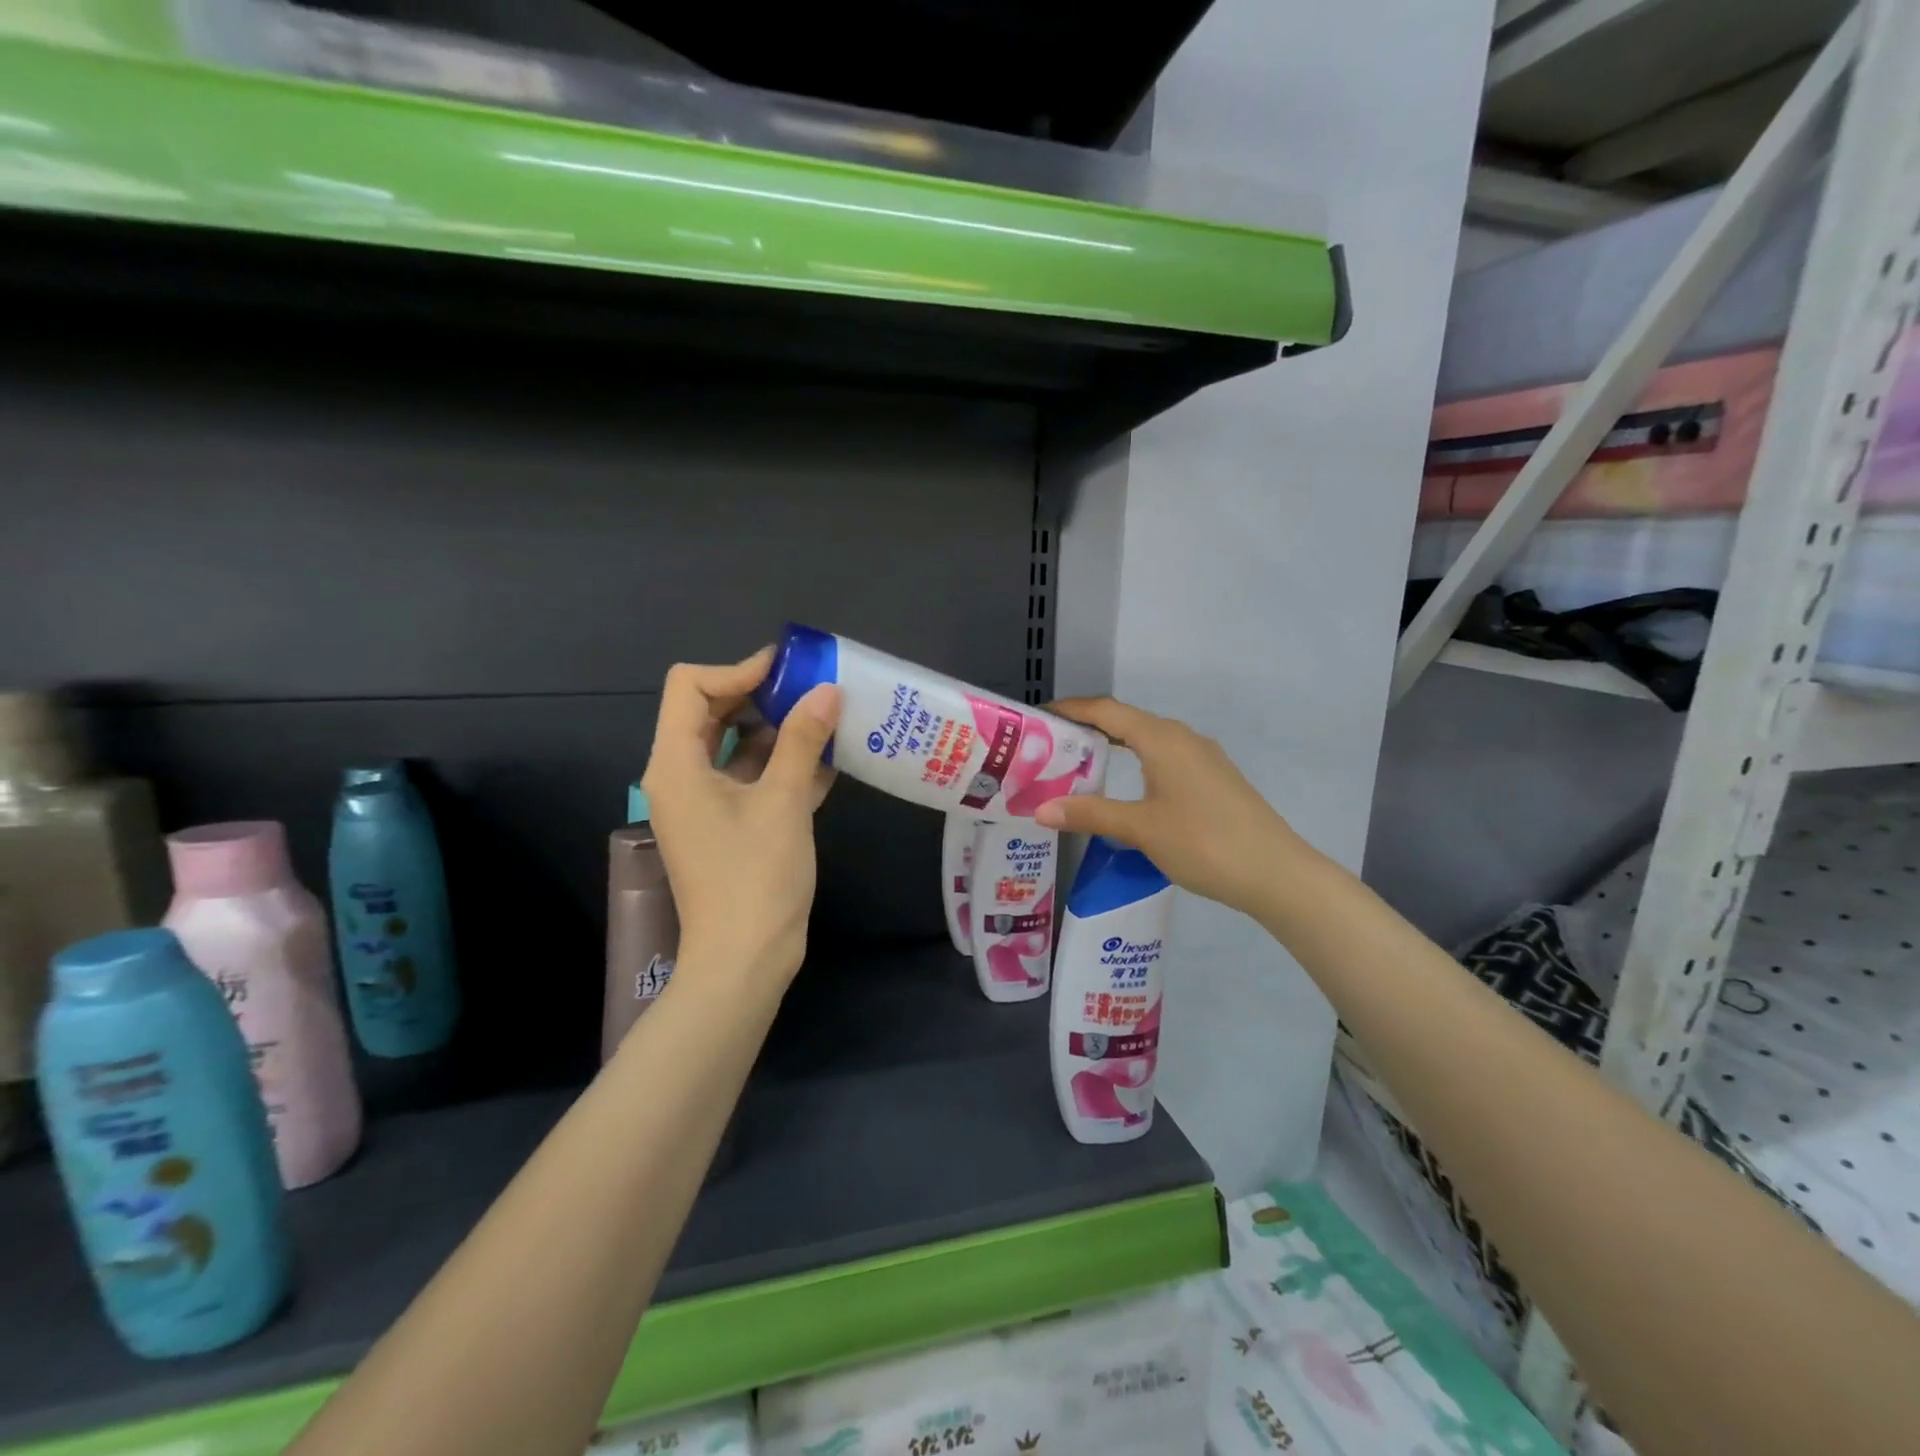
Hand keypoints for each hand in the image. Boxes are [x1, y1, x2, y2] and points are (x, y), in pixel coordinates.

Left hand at [639, 649, 840, 993]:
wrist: (745, 960)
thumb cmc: (756, 876)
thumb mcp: (784, 801)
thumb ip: (803, 740)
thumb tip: (827, 690)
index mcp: (677, 763)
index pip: (691, 687)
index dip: (737, 670)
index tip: (788, 672)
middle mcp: (682, 776)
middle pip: (712, 712)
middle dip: (762, 697)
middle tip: (813, 691)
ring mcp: (705, 803)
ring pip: (737, 747)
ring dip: (779, 731)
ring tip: (828, 721)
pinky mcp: (728, 826)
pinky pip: (751, 780)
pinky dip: (783, 766)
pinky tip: (829, 762)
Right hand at [1034, 697, 1306, 919]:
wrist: (1276, 873)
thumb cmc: (1203, 842)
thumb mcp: (1140, 829)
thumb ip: (1090, 814)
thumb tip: (1039, 810)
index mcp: (1162, 738)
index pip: (1106, 710)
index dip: (1071, 709)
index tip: (1038, 717)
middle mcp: (1182, 738)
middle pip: (1126, 722)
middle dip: (1088, 729)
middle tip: (1050, 747)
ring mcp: (1203, 758)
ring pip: (1148, 741)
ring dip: (1113, 747)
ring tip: (1080, 766)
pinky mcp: (1214, 780)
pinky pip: (1164, 759)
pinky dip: (1136, 764)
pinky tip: (1126, 789)